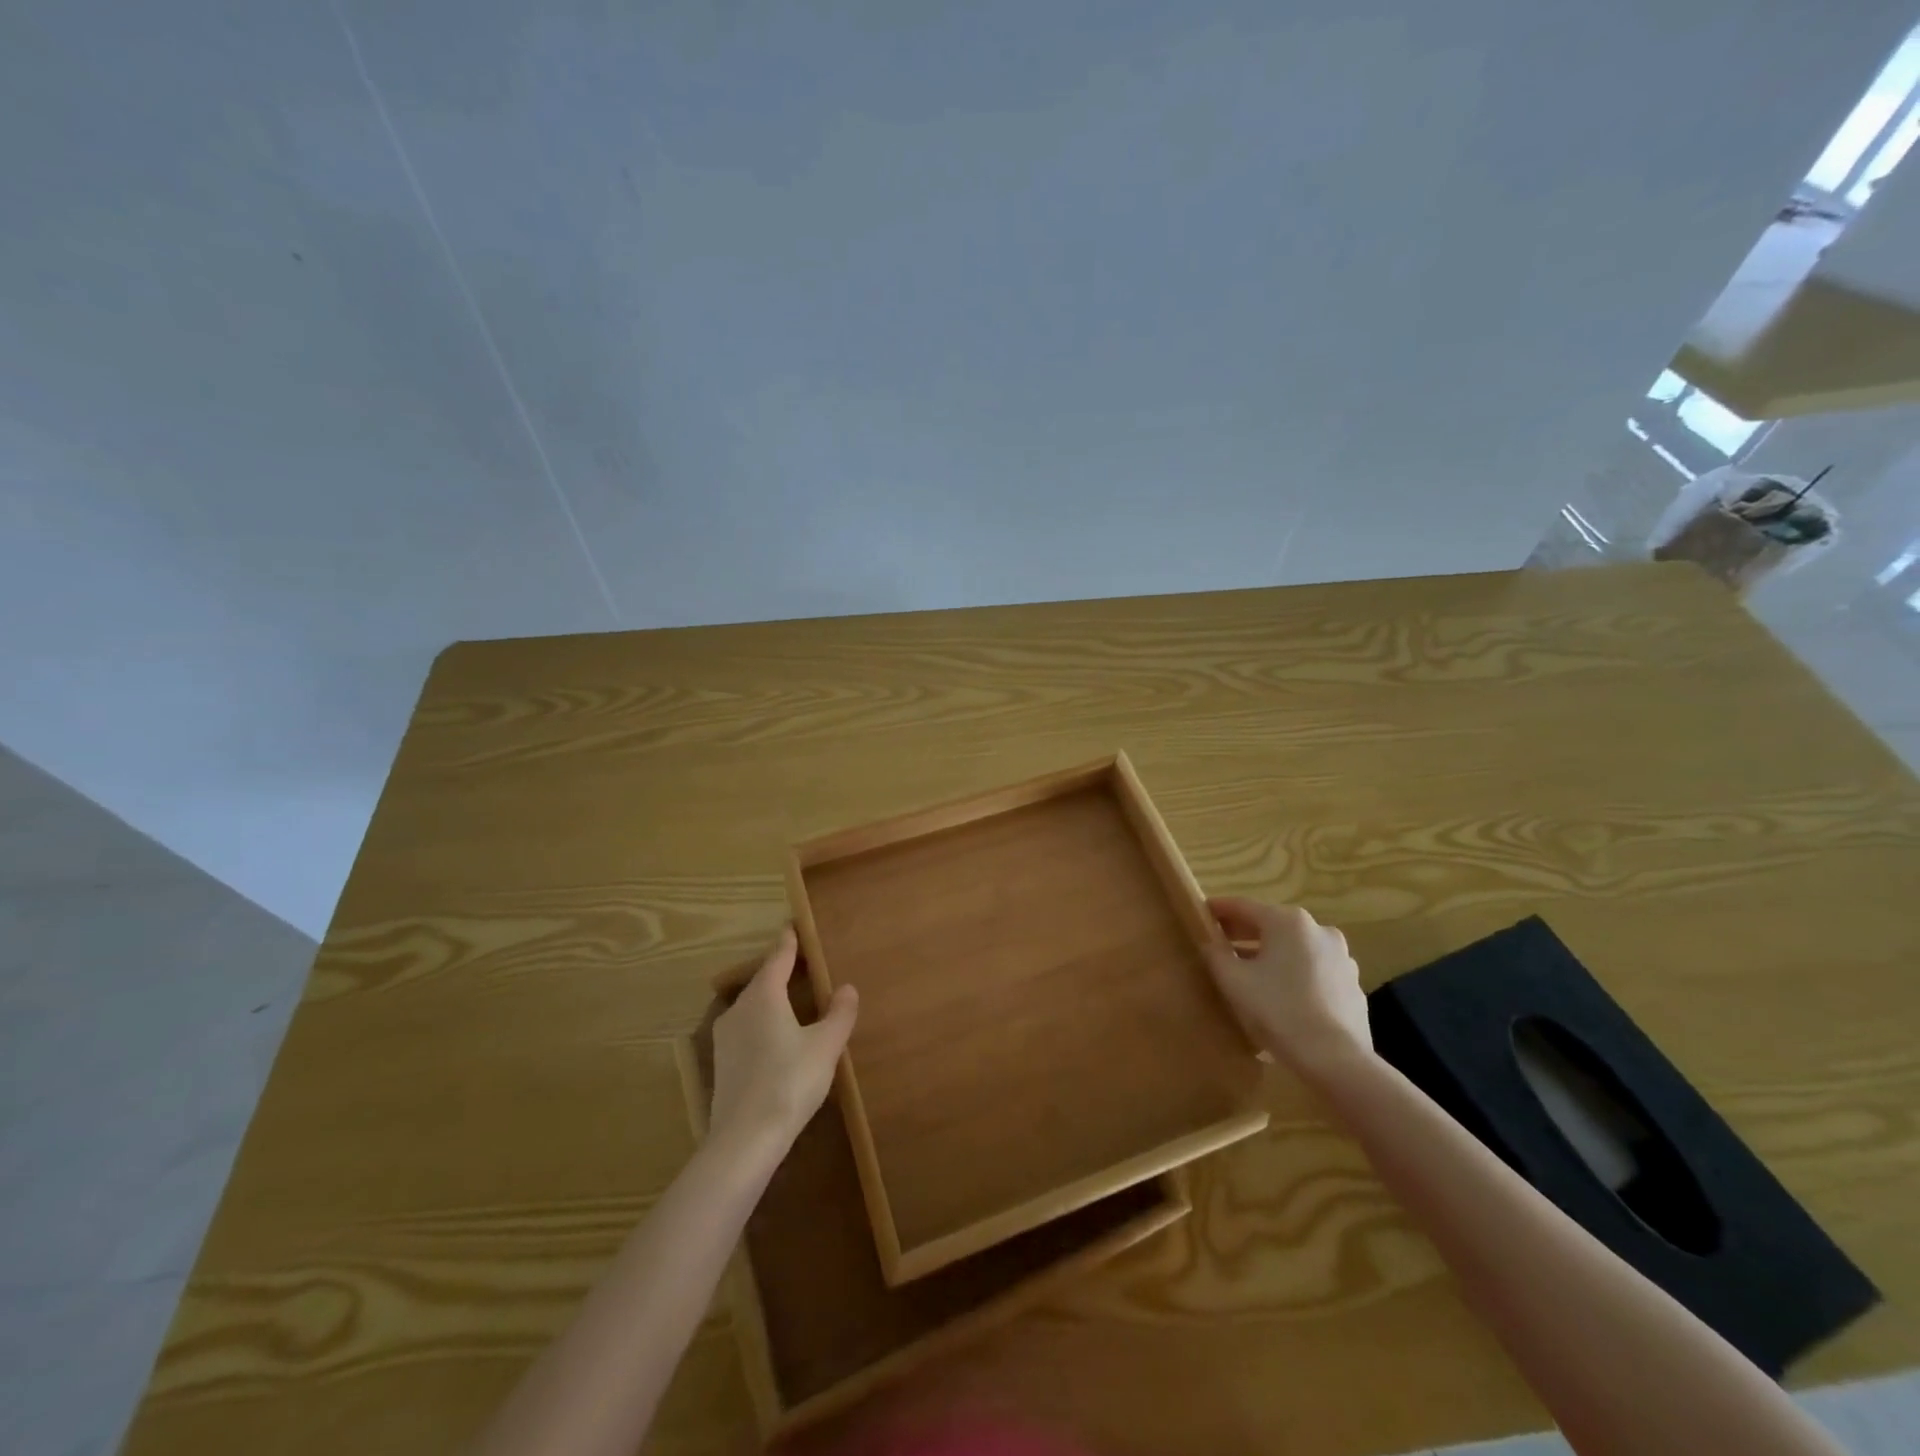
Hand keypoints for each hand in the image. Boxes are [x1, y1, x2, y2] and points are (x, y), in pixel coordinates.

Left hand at [710, 927, 857, 1154]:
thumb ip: (839, 1013)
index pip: (778, 958)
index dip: (788, 942)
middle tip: (799, 963)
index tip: (793, 926)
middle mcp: (739, 1008)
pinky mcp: (722, 1063)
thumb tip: (847, 988)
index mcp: (764, 995)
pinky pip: (745, 1029)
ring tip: (790, 1000)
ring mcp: (725, 1037)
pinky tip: (775, 1039)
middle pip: (762, 980)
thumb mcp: (825, 1046)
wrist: (744, 1139)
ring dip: (769, 999)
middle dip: (779, 970)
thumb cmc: (790, 1082)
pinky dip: (761, 1023)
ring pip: (751, 1006)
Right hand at [1204, 897, 1372, 1077]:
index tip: (1201, 913)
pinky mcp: (1352, 985)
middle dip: (1244, 933)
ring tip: (1249, 972)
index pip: (1244, 906)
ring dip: (1271, 954)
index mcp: (1288, 922)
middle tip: (1220, 943)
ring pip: (1295, 948)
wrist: (1337, 1061)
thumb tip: (1210, 943)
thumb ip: (1215, 954)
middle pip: (1272, 925)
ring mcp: (1341, 958)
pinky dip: (1293, 974)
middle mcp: (1319, 930)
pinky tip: (1280, 995)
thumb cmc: (1278, 1011)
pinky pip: (1314, 970)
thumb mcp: (1233, 981)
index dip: (1219, 909)